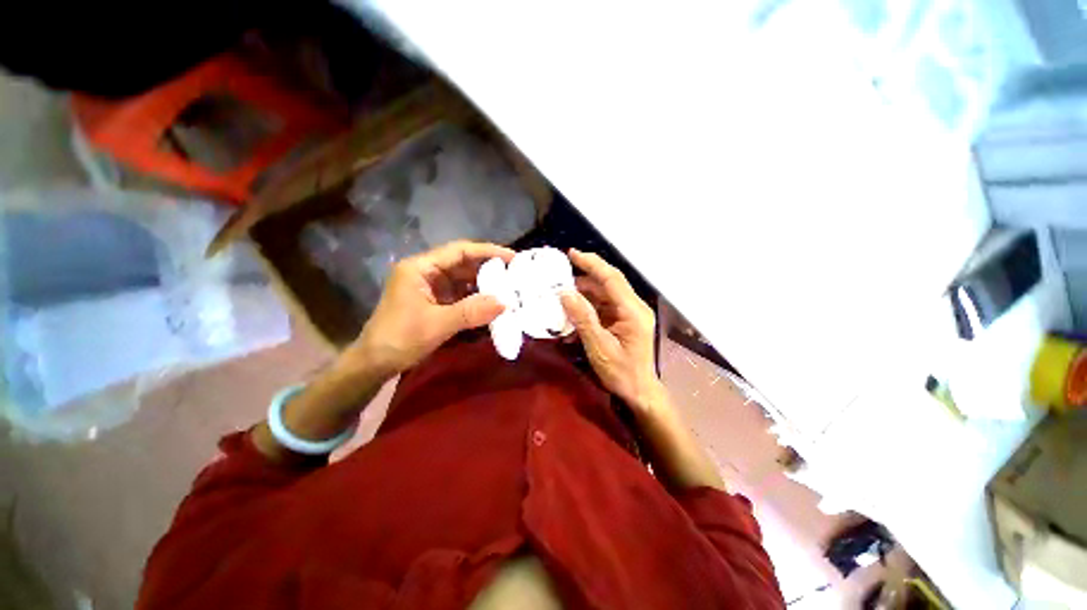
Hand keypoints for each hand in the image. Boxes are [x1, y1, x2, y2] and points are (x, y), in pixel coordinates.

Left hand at [348, 241, 514, 376]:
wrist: (374, 364)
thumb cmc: (399, 339)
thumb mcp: (436, 324)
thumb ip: (471, 311)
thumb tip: (505, 302)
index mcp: (420, 268)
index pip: (460, 251)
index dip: (488, 251)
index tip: (513, 258)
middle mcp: (426, 272)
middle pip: (463, 264)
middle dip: (489, 269)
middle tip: (516, 276)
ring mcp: (431, 288)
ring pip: (464, 280)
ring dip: (485, 285)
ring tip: (509, 290)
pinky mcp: (435, 302)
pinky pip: (461, 295)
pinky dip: (476, 299)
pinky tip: (492, 304)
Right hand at [560, 249, 663, 411]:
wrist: (639, 392)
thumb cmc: (622, 373)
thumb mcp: (599, 347)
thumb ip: (583, 318)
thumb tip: (565, 293)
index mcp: (632, 311)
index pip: (611, 278)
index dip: (591, 263)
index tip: (571, 253)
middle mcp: (633, 307)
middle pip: (607, 283)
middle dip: (583, 277)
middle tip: (559, 275)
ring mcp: (629, 313)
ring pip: (603, 294)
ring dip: (582, 295)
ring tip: (560, 296)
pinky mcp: (623, 320)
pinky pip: (603, 307)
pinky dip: (587, 309)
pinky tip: (571, 316)